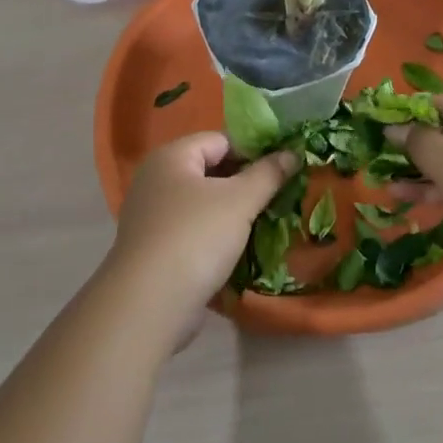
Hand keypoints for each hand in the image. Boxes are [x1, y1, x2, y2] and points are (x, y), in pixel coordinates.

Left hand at [110, 132, 299, 318]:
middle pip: (210, 171)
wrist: (150, 302)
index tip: (283, 170)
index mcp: (171, 157)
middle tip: (280, 197)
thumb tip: (292, 153)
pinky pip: (193, 232)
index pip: (220, 140)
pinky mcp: (155, 249)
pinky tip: (240, 250)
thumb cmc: (196, 237)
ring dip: (233, 213)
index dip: (254, 151)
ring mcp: (152, 216)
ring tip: (266, 223)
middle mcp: (156, 180)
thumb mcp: (240, 201)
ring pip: (203, 204)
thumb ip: (268, 174)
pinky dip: (216, 236)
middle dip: (245, 183)